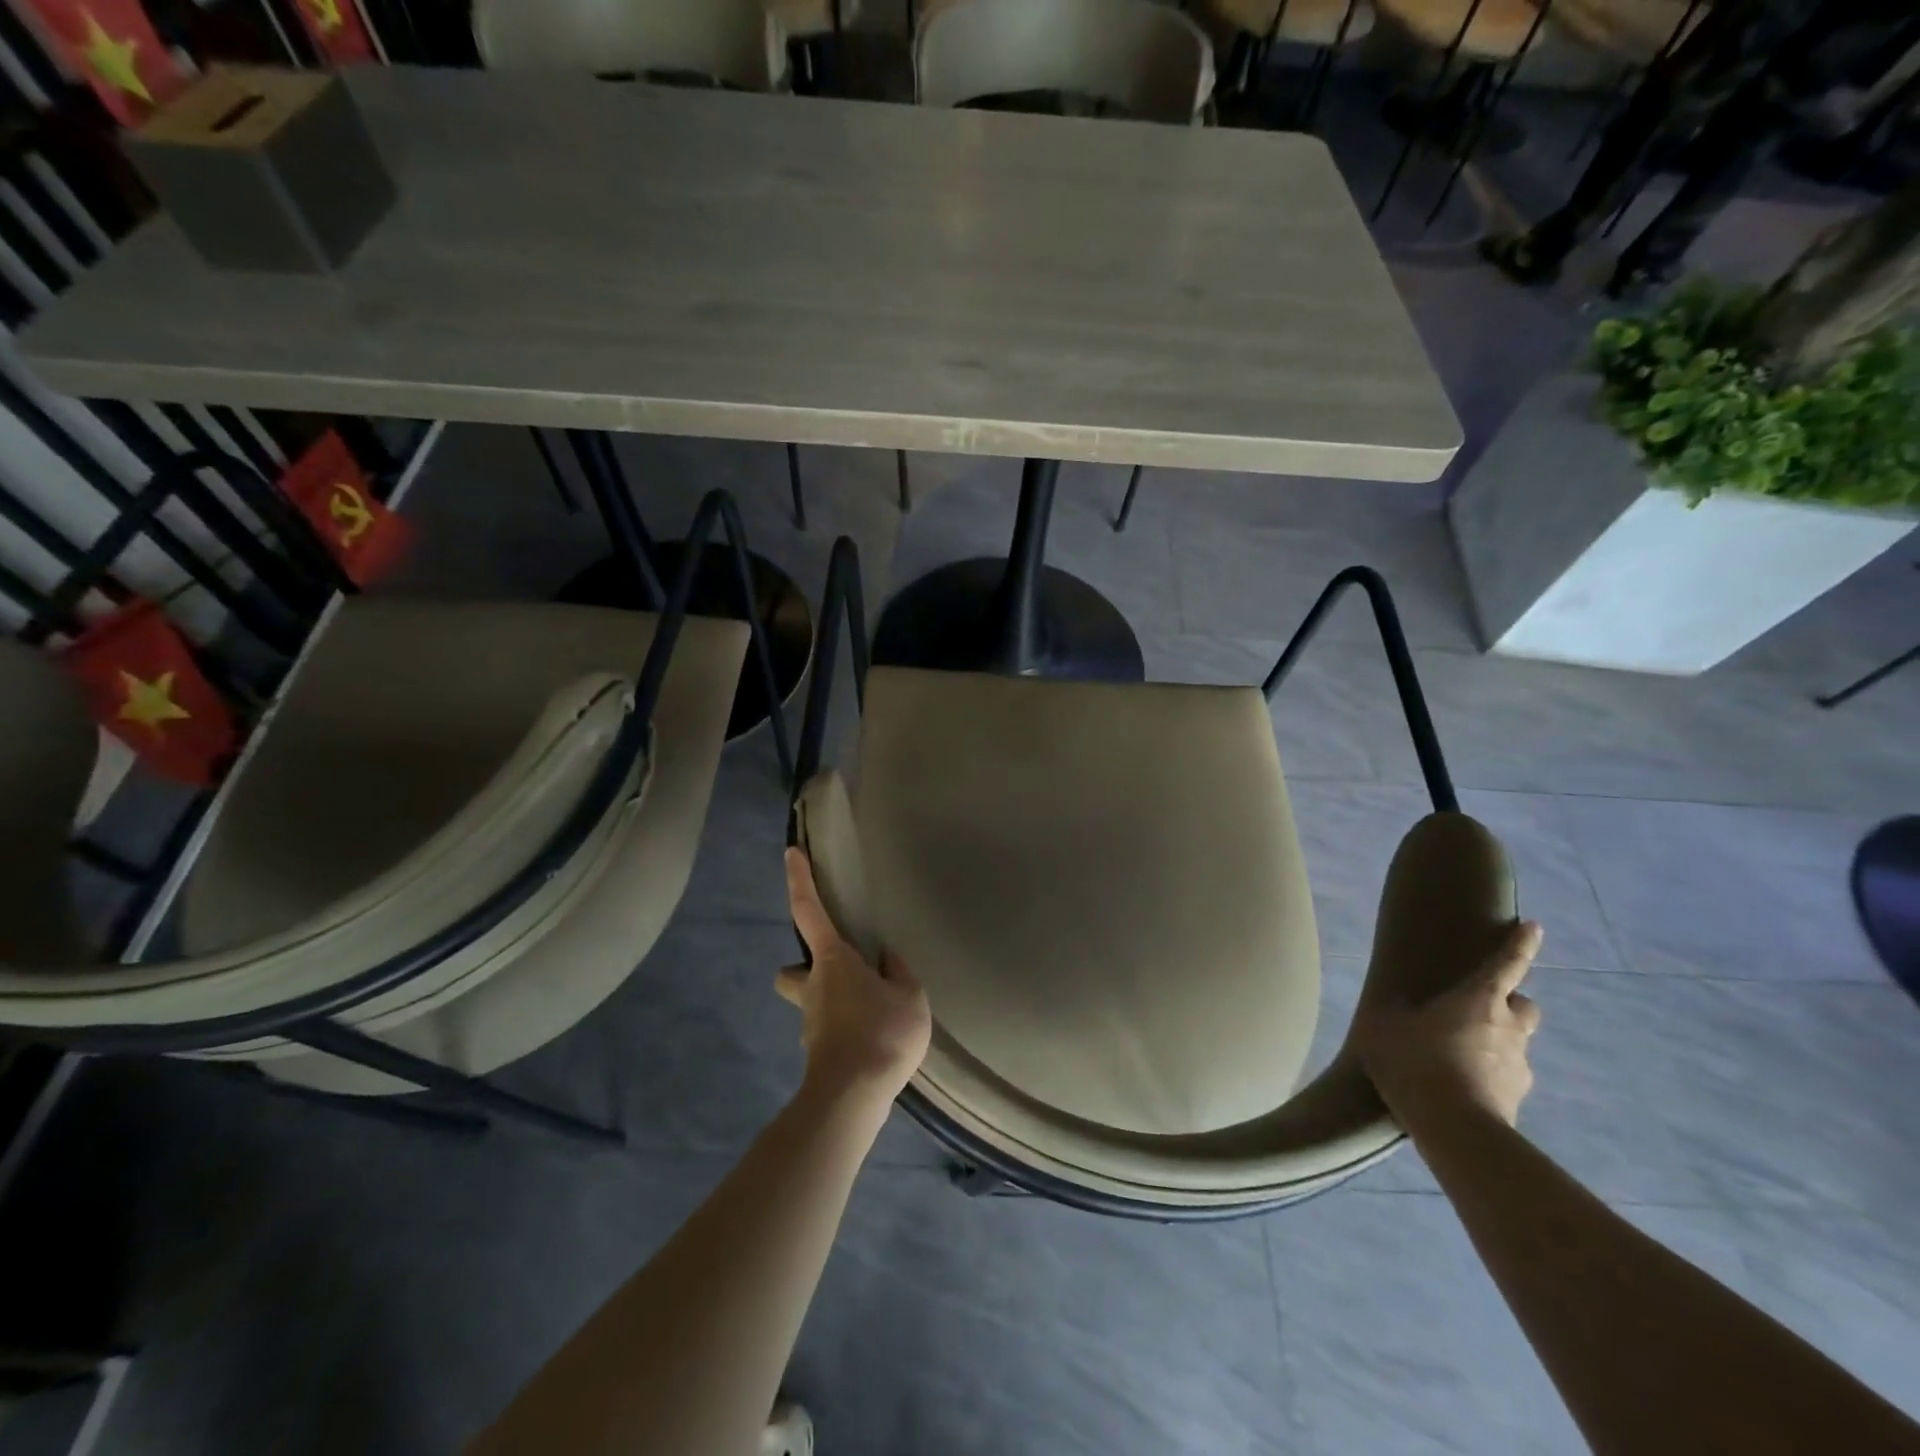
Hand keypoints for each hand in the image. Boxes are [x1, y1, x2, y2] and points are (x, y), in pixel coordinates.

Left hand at [777, 847, 931, 1106]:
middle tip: (836, 971)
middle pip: (792, 970)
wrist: (853, 1096)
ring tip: (868, 1011)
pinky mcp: (818, 1053)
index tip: (790, 853)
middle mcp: (812, 987)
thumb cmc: (880, 1033)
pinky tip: (871, 1041)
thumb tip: (887, 961)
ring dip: (828, 1002)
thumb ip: (898, 973)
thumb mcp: (909, 996)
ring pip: (809, 1004)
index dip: (799, 880)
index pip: (808, 911)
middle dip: (804, 968)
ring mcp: (811, 1023)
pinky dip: (845, 1030)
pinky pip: (828, 1031)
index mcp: (832, 961)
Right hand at [1353, 920, 1543, 1133]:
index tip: (1534, 927)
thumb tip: (1398, 1005)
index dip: (1519, 943)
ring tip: (1459, 1056)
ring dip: (1496, 1043)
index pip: (1506, 964)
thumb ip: (1394, 1011)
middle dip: (1509, 1004)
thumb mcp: (1385, 1027)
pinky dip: (1489, 1077)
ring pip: (1515, 1043)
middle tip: (1479, 1009)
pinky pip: (1505, 1078)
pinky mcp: (1517, 1101)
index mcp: (1479, 1000)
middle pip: (1524, 1006)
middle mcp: (1508, 1028)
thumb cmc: (1418, 1063)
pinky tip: (1461, 1088)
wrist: (1455, 1130)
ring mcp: (1518, 1067)